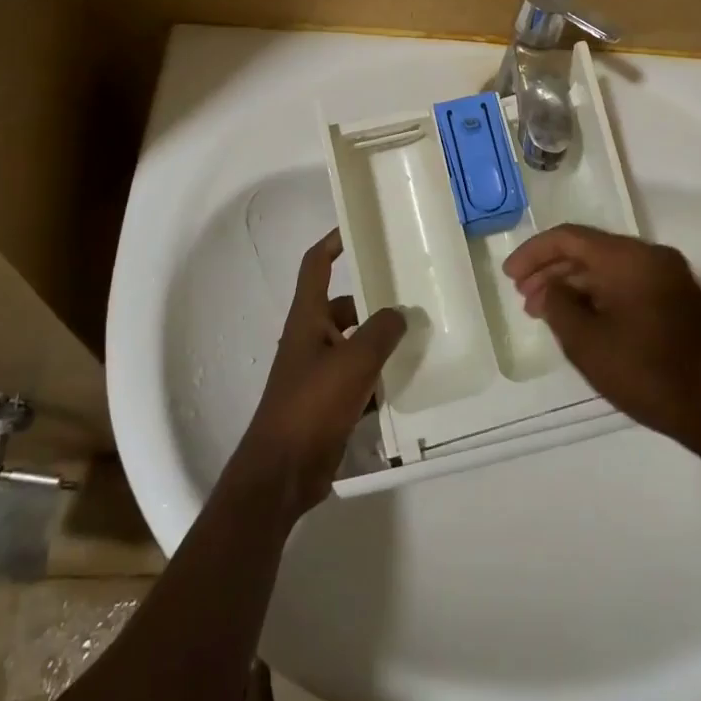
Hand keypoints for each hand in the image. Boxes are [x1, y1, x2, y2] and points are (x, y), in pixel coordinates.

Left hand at [237, 230, 404, 515]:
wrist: (282, 472)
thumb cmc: (312, 405)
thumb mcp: (354, 361)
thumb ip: (382, 331)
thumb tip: (401, 312)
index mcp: (308, 317)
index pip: (317, 265)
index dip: (333, 241)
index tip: (358, 228)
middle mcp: (310, 337)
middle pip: (343, 305)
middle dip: (373, 300)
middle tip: (410, 294)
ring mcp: (317, 371)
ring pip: (353, 343)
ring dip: (379, 341)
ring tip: (418, 336)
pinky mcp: (326, 402)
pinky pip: (357, 377)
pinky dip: (377, 376)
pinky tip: (406, 382)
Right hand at [503, 224, 700, 449]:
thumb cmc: (649, 373)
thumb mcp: (588, 343)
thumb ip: (558, 307)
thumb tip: (547, 289)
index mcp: (628, 257)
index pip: (570, 237)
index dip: (534, 252)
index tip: (509, 276)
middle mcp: (651, 256)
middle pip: (590, 250)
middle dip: (552, 271)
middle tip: (524, 298)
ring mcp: (670, 277)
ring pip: (609, 268)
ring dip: (575, 285)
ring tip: (547, 313)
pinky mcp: (679, 299)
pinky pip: (628, 284)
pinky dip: (600, 296)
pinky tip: (583, 320)